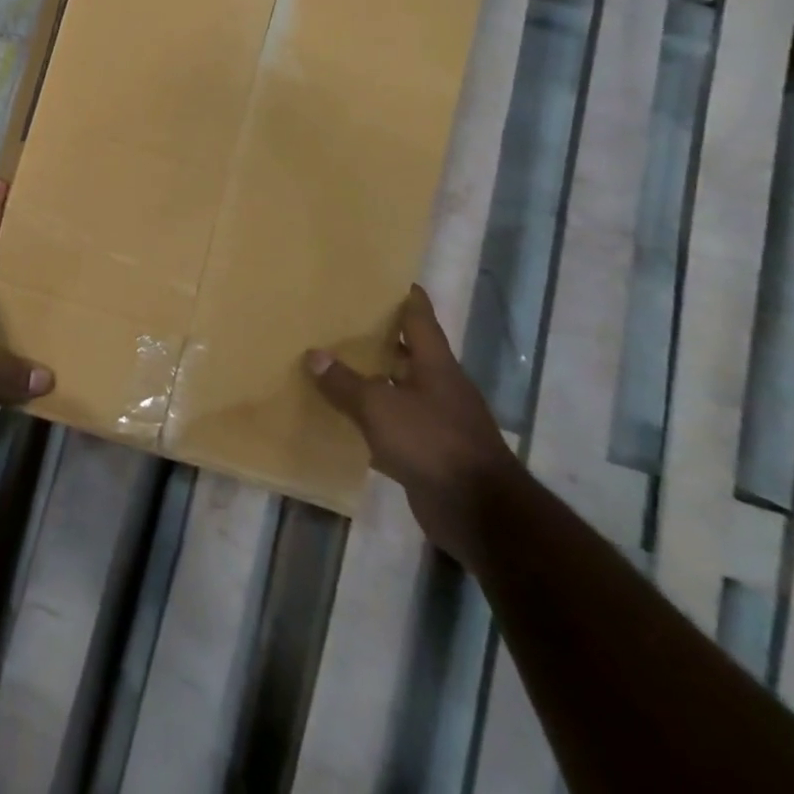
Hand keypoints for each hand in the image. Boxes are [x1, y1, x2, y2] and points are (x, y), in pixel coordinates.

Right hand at [306, 285, 519, 566]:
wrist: (480, 514)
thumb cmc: (432, 443)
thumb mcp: (379, 406)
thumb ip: (344, 382)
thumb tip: (314, 355)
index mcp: (436, 366)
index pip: (420, 320)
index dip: (406, 297)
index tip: (389, 278)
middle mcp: (441, 388)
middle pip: (409, 353)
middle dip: (380, 337)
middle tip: (342, 318)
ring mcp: (439, 422)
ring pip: (400, 389)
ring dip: (374, 378)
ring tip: (335, 363)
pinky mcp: (432, 453)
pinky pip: (396, 425)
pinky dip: (374, 418)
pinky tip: (346, 416)